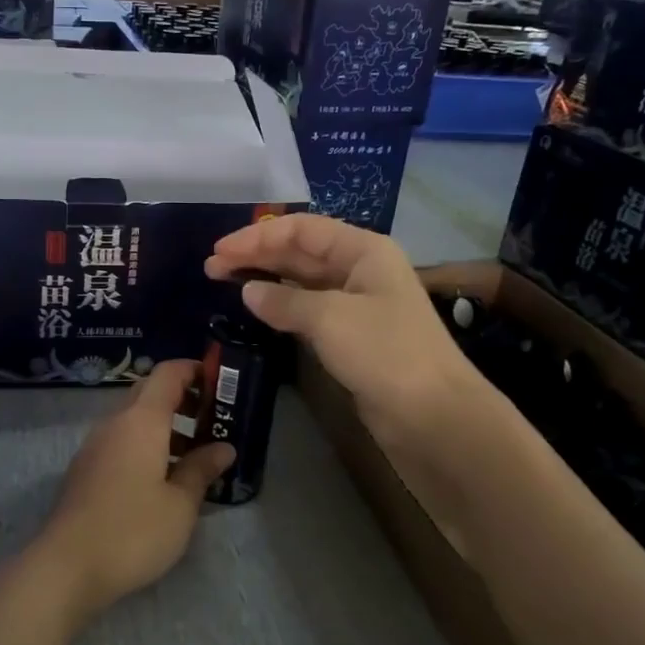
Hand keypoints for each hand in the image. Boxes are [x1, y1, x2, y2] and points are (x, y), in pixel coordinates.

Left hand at [37, 361, 234, 620]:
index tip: (220, 382)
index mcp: (141, 421)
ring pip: (133, 420)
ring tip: (195, 456)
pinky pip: (120, 442)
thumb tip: (223, 448)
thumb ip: (201, 470)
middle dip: (182, 398)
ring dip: (165, 426)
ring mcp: (94, 447)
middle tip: (214, 420)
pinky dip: (145, 446)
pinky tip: (162, 479)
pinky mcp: (85, 470)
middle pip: (149, 392)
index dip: (194, 370)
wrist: (66, 567)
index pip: (167, 374)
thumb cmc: (133, 531)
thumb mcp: (180, 505)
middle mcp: (114, 424)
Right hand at [206, 214, 497, 448]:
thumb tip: (248, 292)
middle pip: (301, 252)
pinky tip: (257, 310)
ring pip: (302, 281)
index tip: (219, 251)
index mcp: (363, 250)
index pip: (302, 229)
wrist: (432, 415)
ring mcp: (357, 304)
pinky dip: (281, 307)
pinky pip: (309, 310)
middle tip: (212, 267)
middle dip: (257, 255)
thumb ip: (284, 301)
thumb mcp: (330, 318)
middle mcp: (360, 270)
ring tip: (225, 284)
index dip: (258, 236)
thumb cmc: (384, 352)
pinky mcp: (351, 337)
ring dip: (266, 279)